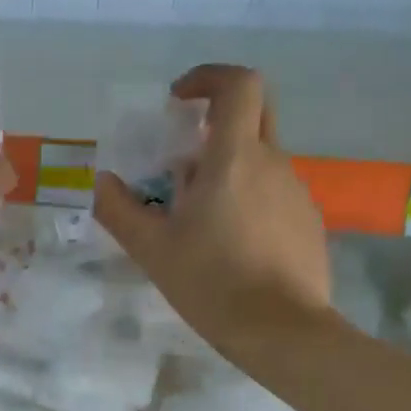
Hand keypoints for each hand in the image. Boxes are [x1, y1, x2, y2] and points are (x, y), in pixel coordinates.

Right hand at [93, 64, 329, 343]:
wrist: (283, 331)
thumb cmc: (212, 283)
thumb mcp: (152, 249)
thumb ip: (119, 210)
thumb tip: (102, 182)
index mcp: (234, 159)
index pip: (238, 85)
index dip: (208, 78)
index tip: (178, 101)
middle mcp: (273, 163)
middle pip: (254, 114)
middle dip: (217, 120)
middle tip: (184, 155)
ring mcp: (296, 192)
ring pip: (261, 159)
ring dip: (227, 169)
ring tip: (197, 219)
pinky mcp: (308, 221)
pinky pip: (273, 193)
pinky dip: (247, 199)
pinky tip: (229, 245)